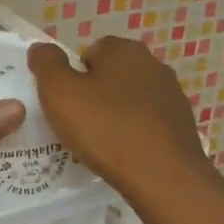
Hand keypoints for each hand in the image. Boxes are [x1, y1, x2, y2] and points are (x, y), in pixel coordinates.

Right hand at [28, 36, 223, 205]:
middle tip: (77, 123)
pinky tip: (124, 154)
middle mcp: (152, 64)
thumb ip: (46, 63)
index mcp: (123, 49)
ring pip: (131, 99)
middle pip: (111, 75)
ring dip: (116, 114)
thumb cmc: (105, 128)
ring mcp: (172, 95)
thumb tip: (40, 48)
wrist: (162, 176)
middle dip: (94, 94)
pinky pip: (148, 123)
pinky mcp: (183, 124)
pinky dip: (135, 133)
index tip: (64, 103)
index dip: (72, 76)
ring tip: (100, 143)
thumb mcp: (58, 92)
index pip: (89, 51)